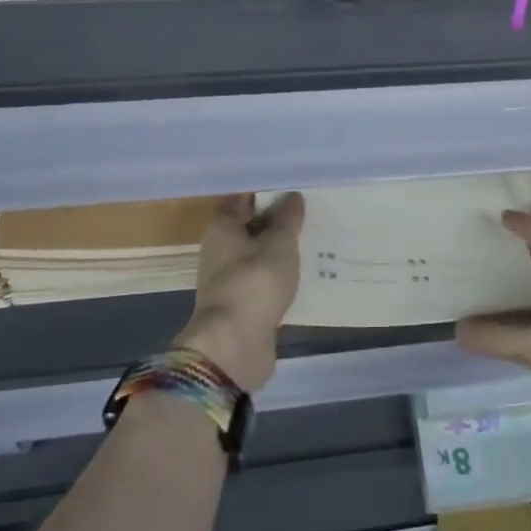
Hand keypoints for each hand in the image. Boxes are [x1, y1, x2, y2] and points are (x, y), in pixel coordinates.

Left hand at [175, 193, 304, 392]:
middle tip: (308, 209)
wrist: (234, 345)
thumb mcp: (279, 244)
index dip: (264, 190)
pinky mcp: (240, 305)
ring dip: (278, 249)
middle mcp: (219, 250)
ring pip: (256, 254)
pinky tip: (302, 272)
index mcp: (221, 227)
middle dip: (274, 219)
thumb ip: (287, 219)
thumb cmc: (254, 283)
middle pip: (248, 226)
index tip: (291, 184)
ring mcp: (228, 279)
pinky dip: (278, 275)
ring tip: (311, 238)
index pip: (240, 198)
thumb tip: (292, 196)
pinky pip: (262, 280)